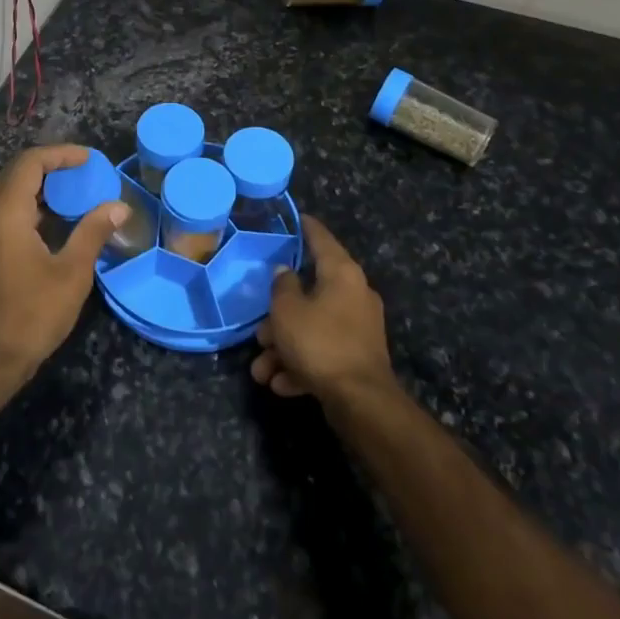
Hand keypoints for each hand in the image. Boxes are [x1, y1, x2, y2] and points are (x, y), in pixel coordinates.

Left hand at [0, 144, 128, 377]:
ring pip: (8, 192)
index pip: (30, 163)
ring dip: (40, 186)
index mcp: (5, 212)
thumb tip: (119, 207)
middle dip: (51, 166)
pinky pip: (4, 211)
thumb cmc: (31, 314)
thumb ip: (93, 232)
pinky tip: (55, 221)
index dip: (61, 154)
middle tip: (84, 172)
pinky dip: (29, 205)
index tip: (89, 159)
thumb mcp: (71, 273)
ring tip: (75, 192)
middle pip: (16, 172)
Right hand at [251, 215, 394, 402]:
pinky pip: (322, 352)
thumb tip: (285, 272)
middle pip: (309, 293)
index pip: (320, 238)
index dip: (305, 227)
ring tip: (261, 371)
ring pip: (312, 328)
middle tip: (259, 333)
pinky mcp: (357, 358)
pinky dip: (301, 365)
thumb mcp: (288, 311)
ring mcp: (358, 328)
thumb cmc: (320, 343)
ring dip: (284, 348)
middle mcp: (354, 294)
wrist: (361, 402)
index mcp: (342, 273)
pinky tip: (281, 383)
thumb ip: (281, 286)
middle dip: (278, 317)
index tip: (294, 217)